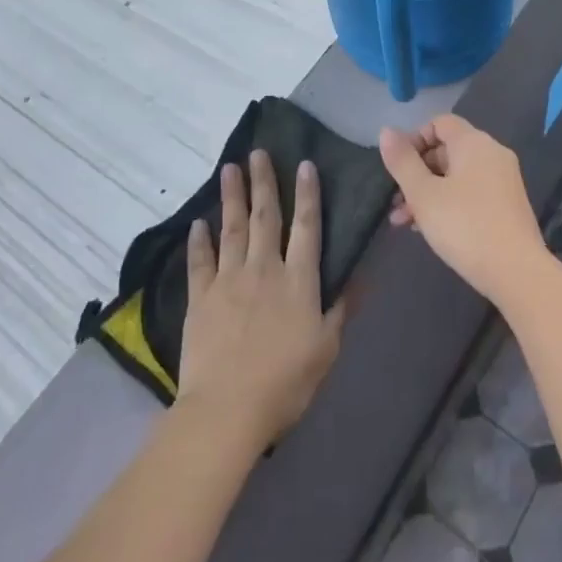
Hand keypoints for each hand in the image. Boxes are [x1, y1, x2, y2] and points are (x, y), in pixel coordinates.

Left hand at [176, 152, 344, 451]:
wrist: (227, 410)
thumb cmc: (285, 382)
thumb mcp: (326, 348)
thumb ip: (341, 308)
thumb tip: (362, 274)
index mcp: (298, 279)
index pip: (307, 226)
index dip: (308, 194)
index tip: (304, 164)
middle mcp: (264, 268)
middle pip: (266, 216)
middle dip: (264, 182)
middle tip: (258, 152)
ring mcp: (229, 280)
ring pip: (232, 228)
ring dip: (232, 197)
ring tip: (229, 169)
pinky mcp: (201, 298)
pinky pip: (200, 261)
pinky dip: (199, 241)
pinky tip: (198, 222)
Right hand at [378, 115, 550, 306]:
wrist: (517, 272)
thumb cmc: (464, 226)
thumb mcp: (423, 194)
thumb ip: (403, 162)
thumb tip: (386, 131)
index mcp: (473, 142)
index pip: (440, 122)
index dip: (414, 139)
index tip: (398, 167)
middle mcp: (492, 153)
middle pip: (447, 149)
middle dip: (417, 172)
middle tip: (396, 201)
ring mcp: (503, 179)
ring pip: (457, 175)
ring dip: (428, 192)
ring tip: (404, 222)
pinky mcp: (508, 204)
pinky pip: (472, 192)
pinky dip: (449, 202)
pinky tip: (430, 229)